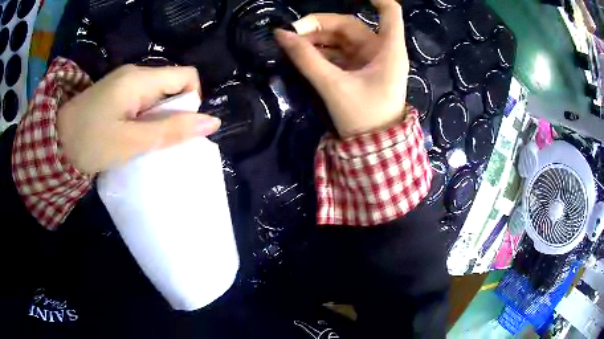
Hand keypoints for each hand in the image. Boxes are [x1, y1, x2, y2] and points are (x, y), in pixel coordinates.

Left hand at [57, 65, 220, 174]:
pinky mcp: (116, 94)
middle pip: (172, 85)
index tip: (175, 128)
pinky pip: (143, 101)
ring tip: (141, 140)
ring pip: (158, 95)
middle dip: (172, 113)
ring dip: (158, 118)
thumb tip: (213, 122)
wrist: (54, 143)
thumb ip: (170, 131)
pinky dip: (145, 118)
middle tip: (154, 139)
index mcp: (140, 78)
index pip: (187, 76)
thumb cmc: (90, 142)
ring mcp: (124, 82)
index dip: (191, 101)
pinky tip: (132, 135)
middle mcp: (135, 73)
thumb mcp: (131, 141)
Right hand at [275, 0, 407, 137]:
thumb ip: (307, 59)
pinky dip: (321, 51)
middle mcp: (380, 50)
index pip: (389, 12)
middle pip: (349, 25)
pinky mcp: (359, 69)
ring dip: (316, 39)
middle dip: (319, 26)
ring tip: (293, 45)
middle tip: (292, 33)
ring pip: (340, 38)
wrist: (373, 148)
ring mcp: (369, 59)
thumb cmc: (363, 117)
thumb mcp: (334, 86)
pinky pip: (338, 52)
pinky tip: (303, 54)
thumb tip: (281, 34)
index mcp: (388, 50)